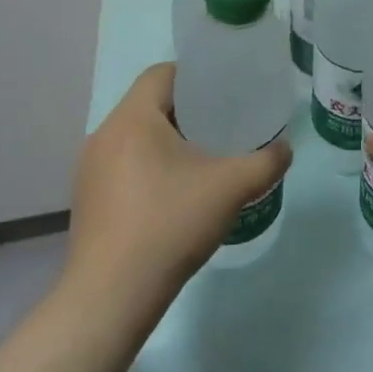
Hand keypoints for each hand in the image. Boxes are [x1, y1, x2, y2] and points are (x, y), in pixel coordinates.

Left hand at [62, 63, 290, 325]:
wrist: (111, 298)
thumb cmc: (169, 225)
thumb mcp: (231, 188)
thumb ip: (266, 162)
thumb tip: (285, 149)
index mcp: (132, 119)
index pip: (161, 73)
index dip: (195, 76)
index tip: (225, 92)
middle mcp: (104, 135)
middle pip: (149, 105)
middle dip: (187, 111)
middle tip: (223, 126)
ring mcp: (89, 171)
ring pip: (135, 138)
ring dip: (167, 142)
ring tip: (202, 160)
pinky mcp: (87, 201)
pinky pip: (122, 166)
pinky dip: (149, 168)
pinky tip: (174, 196)